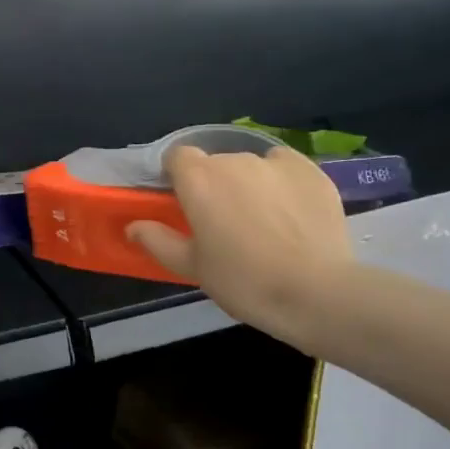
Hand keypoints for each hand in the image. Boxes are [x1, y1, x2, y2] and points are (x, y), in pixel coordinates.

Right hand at [125, 147, 351, 348]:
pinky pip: (285, 167)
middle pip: (215, 162)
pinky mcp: (311, 171)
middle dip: (214, 184)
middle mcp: (234, 160)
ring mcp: (275, 162)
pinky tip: (290, 210)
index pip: (177, 156)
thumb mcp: (192, 266)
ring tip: (262, 221)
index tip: (183, 202)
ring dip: (248, 184)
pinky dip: (281, 182)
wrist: (316, 292)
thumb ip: (158, 240)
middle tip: (222, 222)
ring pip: (250, 165)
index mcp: (198, 179)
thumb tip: (133, 227)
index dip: (177, 176)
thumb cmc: (243, 281)